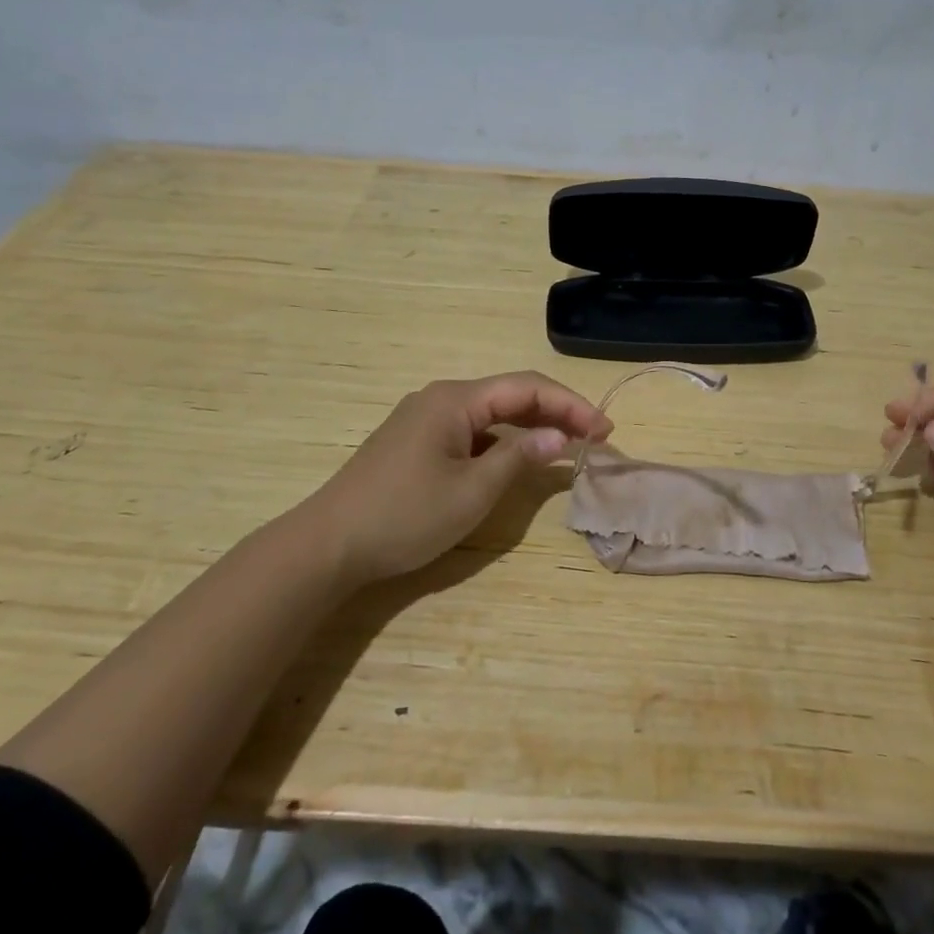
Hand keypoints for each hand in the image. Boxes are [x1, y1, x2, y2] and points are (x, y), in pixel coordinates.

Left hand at [302, 372, 611, 589]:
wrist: (327, 545)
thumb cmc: (404, 516)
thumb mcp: (472, 492)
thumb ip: (519, 458)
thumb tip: (560, 437)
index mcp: (455, 399)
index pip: (527, 388)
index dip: (571, 406)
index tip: (606, 431)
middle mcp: (441, 398)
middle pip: (510, 395)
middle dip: (556, 413)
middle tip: (596, 437)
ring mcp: (424, 419)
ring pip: (491, 413)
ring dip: (531, 426)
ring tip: (568, 445)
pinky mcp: (415, 441)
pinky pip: (471, 430)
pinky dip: (503, 441)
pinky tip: (518, 458)